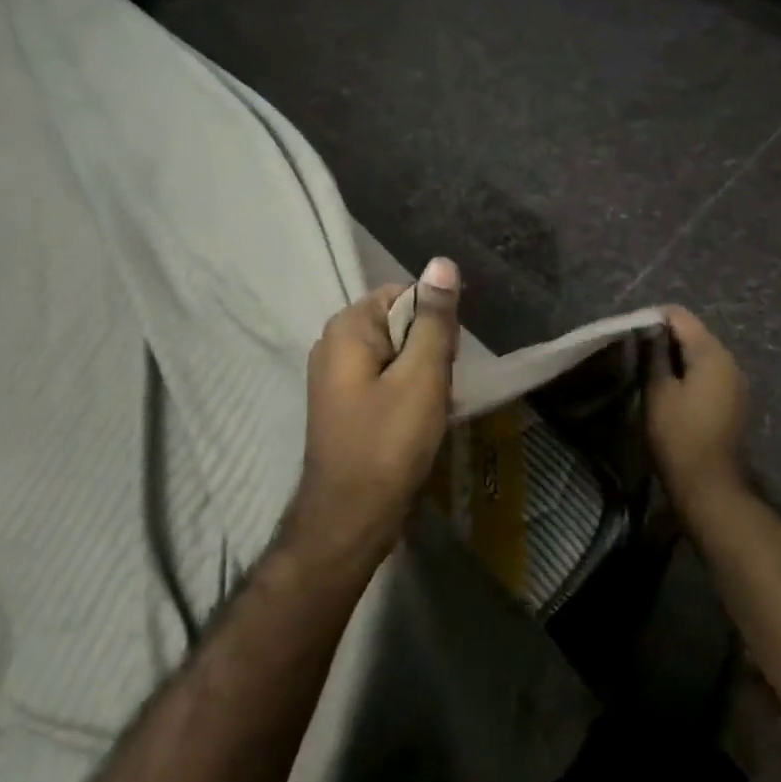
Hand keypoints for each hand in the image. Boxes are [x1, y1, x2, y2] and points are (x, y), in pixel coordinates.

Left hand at [283, 258, 462, 572]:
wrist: (350, 519)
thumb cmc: (387, 443)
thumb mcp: (421, 376)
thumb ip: (434, 318)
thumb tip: (441, 262)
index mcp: (347, 327)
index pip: (406, 295)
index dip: (436, 323)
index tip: (446, 360)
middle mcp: (334, 343)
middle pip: (401, 324)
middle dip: (429, 352)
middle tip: (437, 390)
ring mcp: (336, 376)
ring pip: (398, 355)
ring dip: (423, 376)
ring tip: (430, 410)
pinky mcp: (345, 403)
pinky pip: (387, 380)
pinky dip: (408, 394)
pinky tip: (418, 423)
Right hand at [646, 305, 749, 513]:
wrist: (708, 484)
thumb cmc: (677, 434)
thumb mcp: (657, 391)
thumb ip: (654, 353)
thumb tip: (649, 329)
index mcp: (711, 353)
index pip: (680, 316)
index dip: (653, 318)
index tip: (630, 332)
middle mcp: (729, 360)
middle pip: (694, 332)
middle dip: (665, 336)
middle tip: (636, 352)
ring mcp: (735, 380)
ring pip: (701, 353)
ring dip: (676, 356)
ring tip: (649, 369)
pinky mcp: (734, 399)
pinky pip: (709, 372)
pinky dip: (689, 372)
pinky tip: (670, 388)